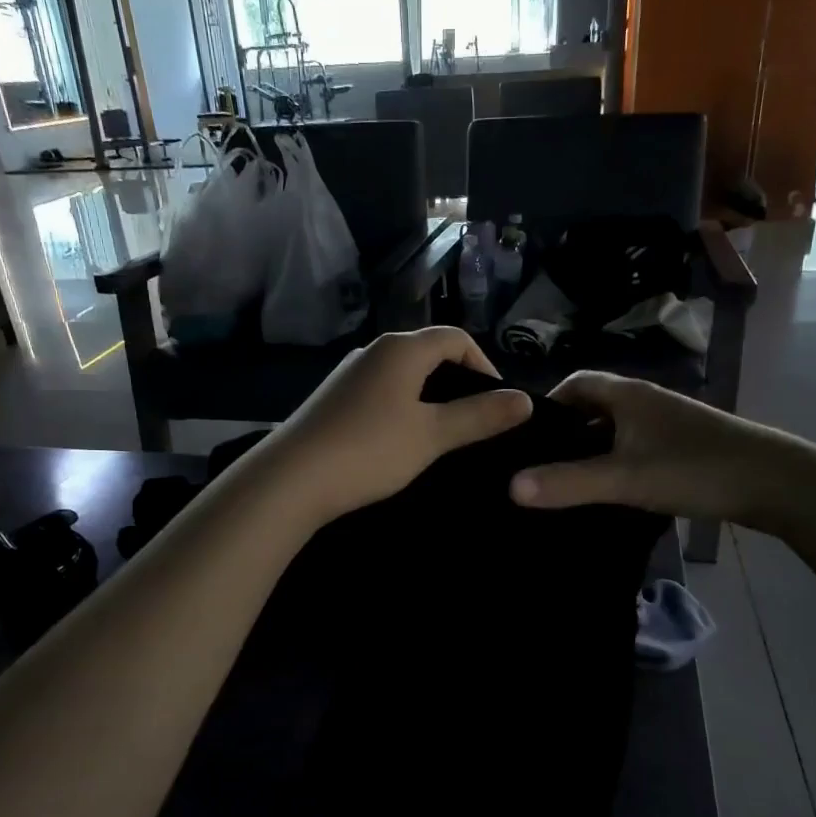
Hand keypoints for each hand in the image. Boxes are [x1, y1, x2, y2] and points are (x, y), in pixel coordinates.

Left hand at [263, 328, 532, 524]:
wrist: (291, 479)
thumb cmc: (370, 450)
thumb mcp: (432, 435)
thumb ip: (479, 416)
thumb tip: (524, 400)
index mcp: (402, 348)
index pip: (456, 338)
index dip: (485, 364)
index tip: (498, 404)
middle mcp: (374, 350)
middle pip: (428, 354)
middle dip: (457, 383)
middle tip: (474, 422)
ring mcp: (348, 375)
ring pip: (403, 376)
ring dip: (428, 399)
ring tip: (441, 435)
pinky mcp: (332, 399)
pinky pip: (380, 393)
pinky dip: (401, 409)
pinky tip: (399, 443)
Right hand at [508, 371, 811, 525]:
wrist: (776, 483)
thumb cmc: (694, 468)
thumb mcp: (624, 478)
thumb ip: (568, 483)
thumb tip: (509, 487)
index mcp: (628, 394)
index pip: (575, 383)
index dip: (547, 404)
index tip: (525, 437)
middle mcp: (646, 401)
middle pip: (593, 407)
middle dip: (565, 432)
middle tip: (537, 465)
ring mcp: (667, 424)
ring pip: (615, 431)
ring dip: (591, 450)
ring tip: (564, 482)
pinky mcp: (683, 448)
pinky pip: (634, 449)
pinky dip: (615, 464)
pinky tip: (608, 493)